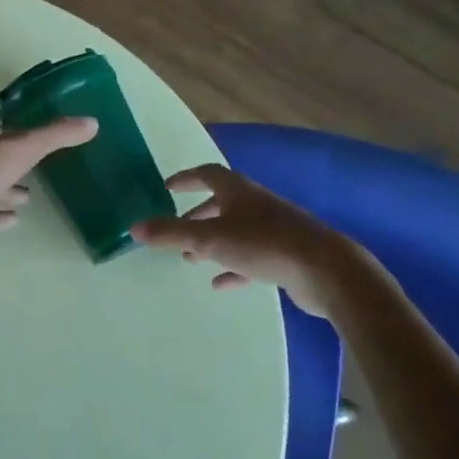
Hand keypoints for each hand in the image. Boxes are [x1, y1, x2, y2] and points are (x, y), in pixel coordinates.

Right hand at [131, 164, 355, 317]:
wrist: (325, 270)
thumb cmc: (264, 244)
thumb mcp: (209, 239)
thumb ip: (171, 234)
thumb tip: (133, 227)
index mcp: (238, 191)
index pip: (207, 174)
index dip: (186, 178)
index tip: (167, 187)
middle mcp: (256, 204)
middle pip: (222, 202)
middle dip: (198, 214)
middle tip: (178, 228)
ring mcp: (274, 229)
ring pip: (236, 230)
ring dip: (213, 242)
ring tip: (191, 259)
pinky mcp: (285, 255)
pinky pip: (252, 257)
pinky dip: (233, 266)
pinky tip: (220, 283)